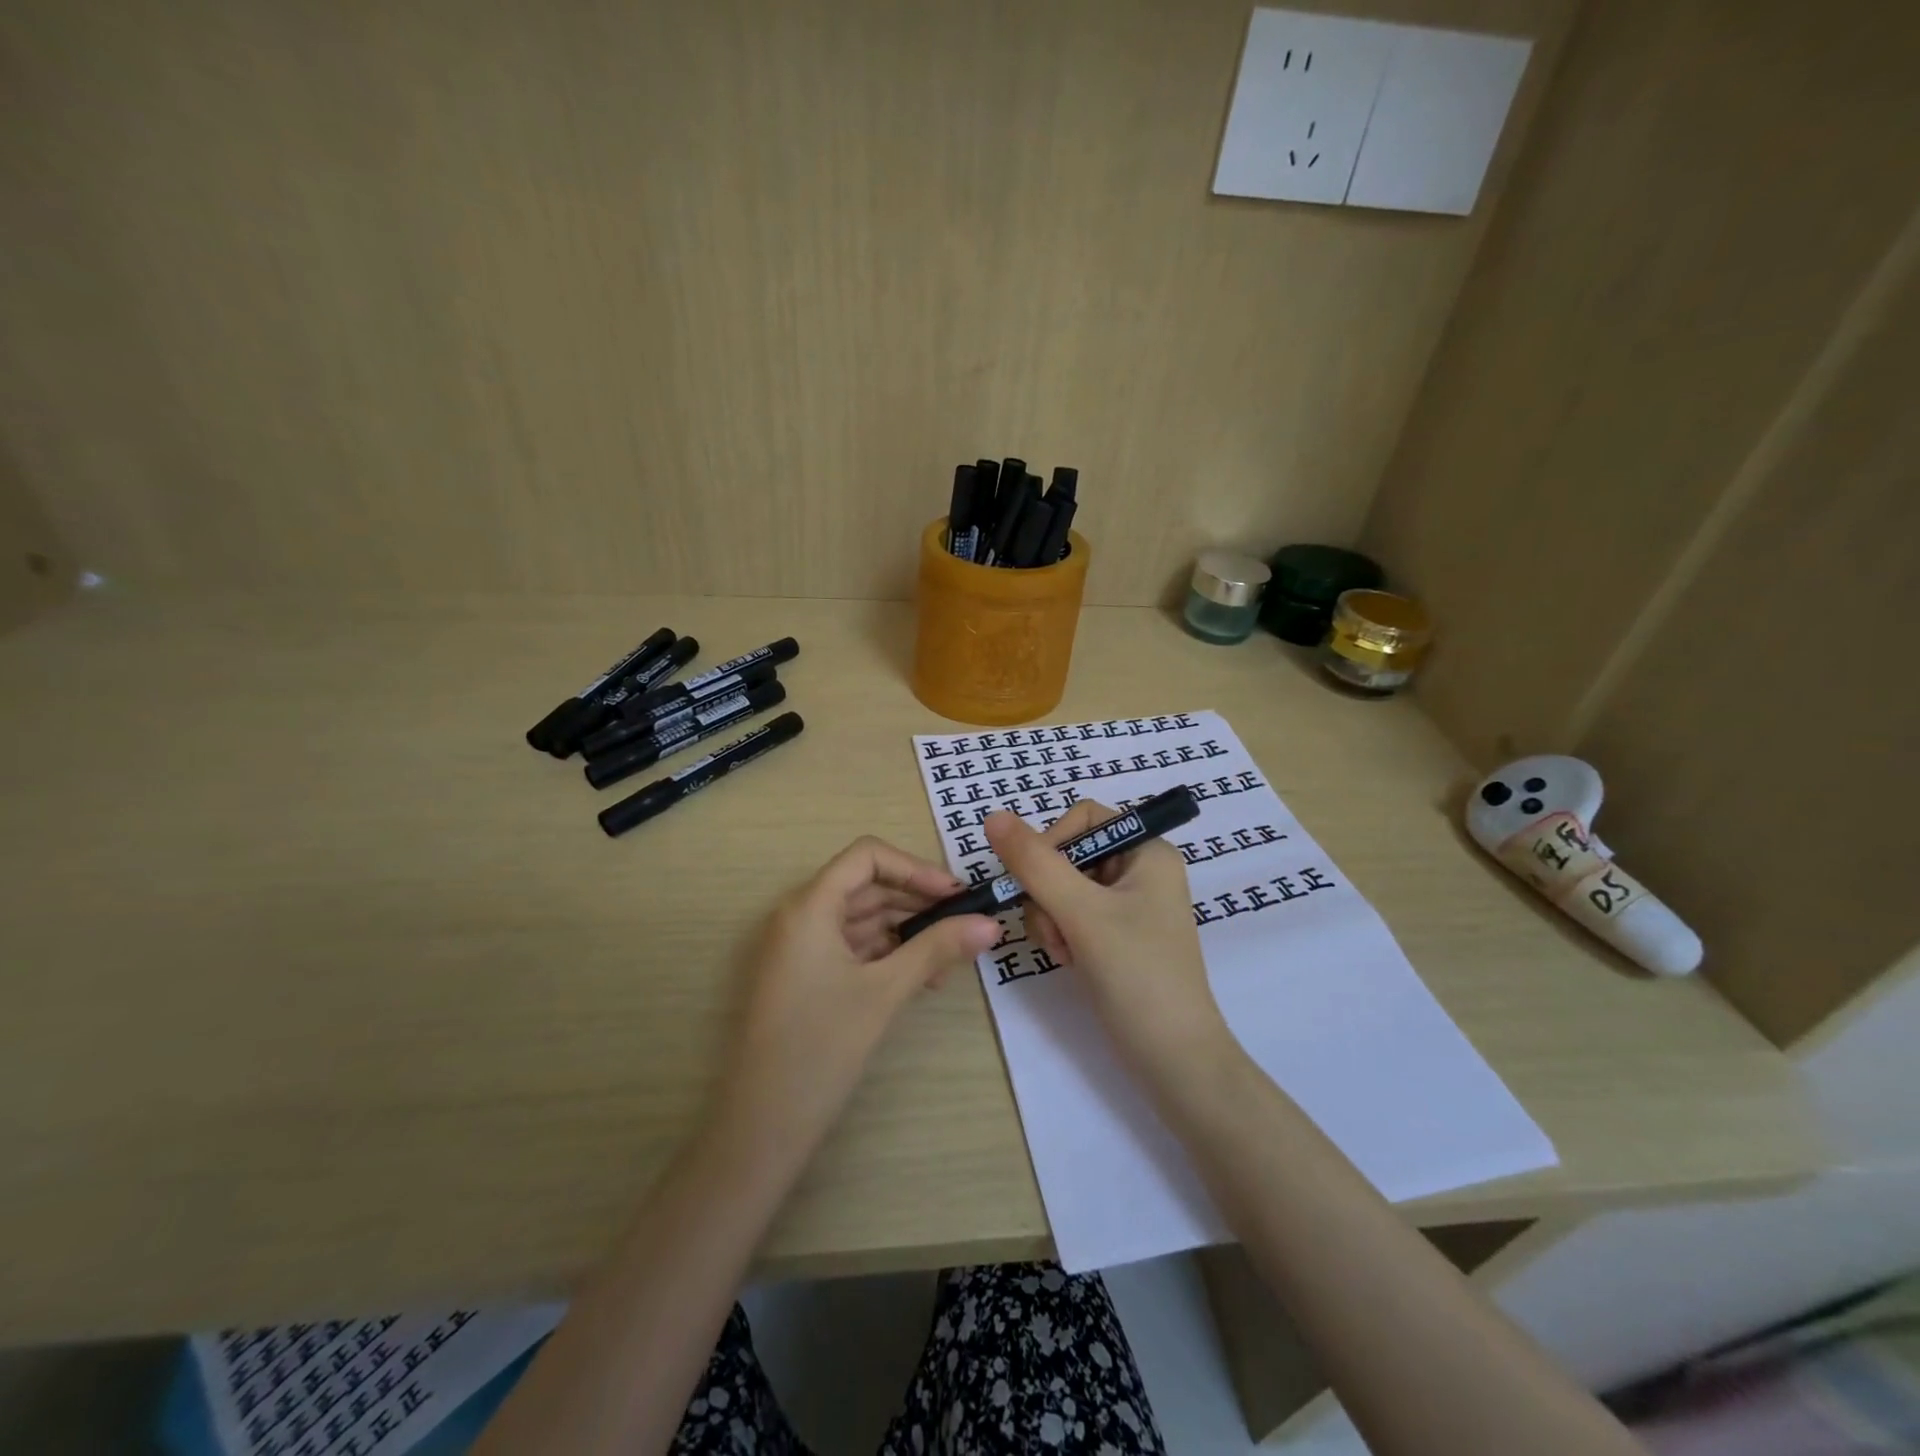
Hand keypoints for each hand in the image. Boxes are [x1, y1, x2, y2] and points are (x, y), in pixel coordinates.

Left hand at [718, 837, 998, 1156]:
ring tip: (950, 956)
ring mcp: (800, 948)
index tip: (955, 895)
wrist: (762, 1127)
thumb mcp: (885, 992)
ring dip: (906, 931)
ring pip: (862, 919)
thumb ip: (936, 949)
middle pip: (866, 886)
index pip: (867, 856)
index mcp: (810, 906)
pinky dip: (887, 954)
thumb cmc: (821, 1047)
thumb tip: (990, 923)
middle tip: (965, 923)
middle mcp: (800, 916)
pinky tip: (922, 979)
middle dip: (917, 901)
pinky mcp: (805, 977)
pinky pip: (852, 948)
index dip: (914, 868)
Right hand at [986, 802, 1232, 1081]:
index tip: (1036, 882)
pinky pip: (1071, 914)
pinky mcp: (1117, 934)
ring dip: (1050, 916)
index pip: (1083, 818)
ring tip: (1065, 952)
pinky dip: (1060, 933)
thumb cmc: (1137, 976)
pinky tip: (1069, 960)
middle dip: (1048, 891)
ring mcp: (1128, 904)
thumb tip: (993, 816)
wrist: (1174, 1061)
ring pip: (1062, 886)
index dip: (1052, 843)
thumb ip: (1035, 863)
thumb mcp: (1082, 914)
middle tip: (1054, 930)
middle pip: (1068, 853)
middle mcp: (1140, 869)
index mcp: (1148, 850)